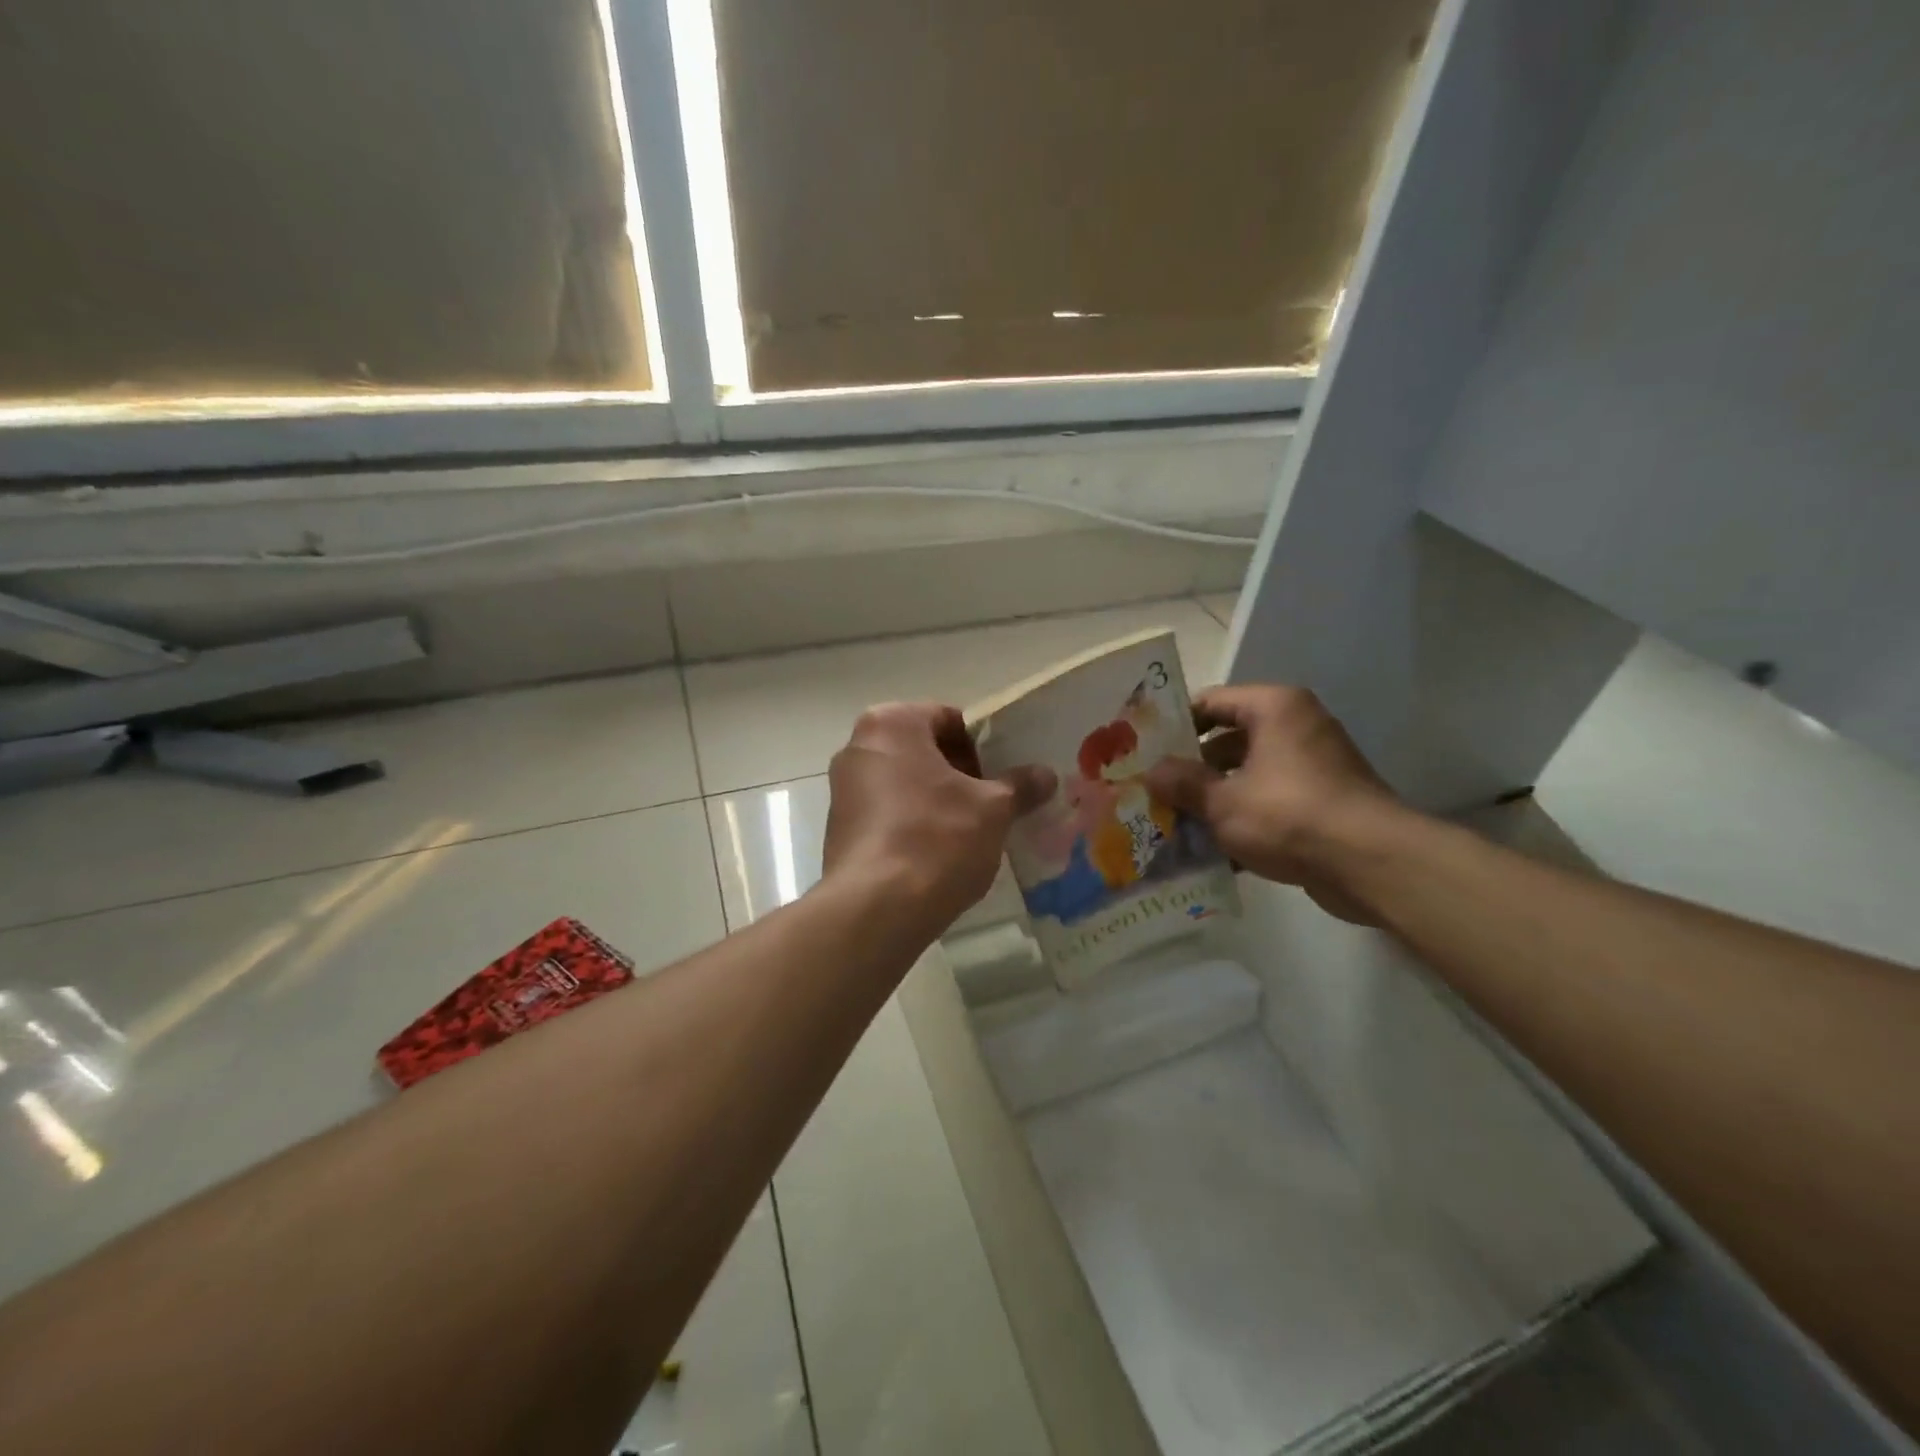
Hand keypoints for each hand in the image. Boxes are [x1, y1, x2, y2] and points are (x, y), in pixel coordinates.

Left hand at [823, 703, 1054, 936]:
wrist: (876, 910)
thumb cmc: (937, 838)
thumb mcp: (993, 809)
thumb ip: (1020, 785)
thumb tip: (1045, 775)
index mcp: (891, 724)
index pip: (950, 719)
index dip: (985, 745)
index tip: (1007, 773)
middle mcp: (859, 747)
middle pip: (925, 750)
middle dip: (962, 774)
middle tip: (997, 802)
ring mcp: (844, 790)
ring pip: (907, 783)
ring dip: (940, 800)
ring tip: (975, 830)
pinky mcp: (840, 830)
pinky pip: (889, 814)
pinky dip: (916, 824)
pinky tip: (942, 854)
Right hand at [1144, 684, 1408, 923]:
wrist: (1370, 864)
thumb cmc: (1289, 815)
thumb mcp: (1222, 801)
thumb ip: (1182, 783)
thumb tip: (1151, 772)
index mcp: (1274, 708)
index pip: (1211, 701)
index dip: (1175, 725)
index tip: (1144, 750)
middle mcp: (1296, 726)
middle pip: (1228, 740)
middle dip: (1192, 769)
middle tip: (1155, 791)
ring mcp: (1313, 765)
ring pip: (1247, 774)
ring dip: (1214, 799)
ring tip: (1175, 824)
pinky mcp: (1323, 801)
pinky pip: (1270, 800)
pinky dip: (1244, 819)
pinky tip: (1213, 852)